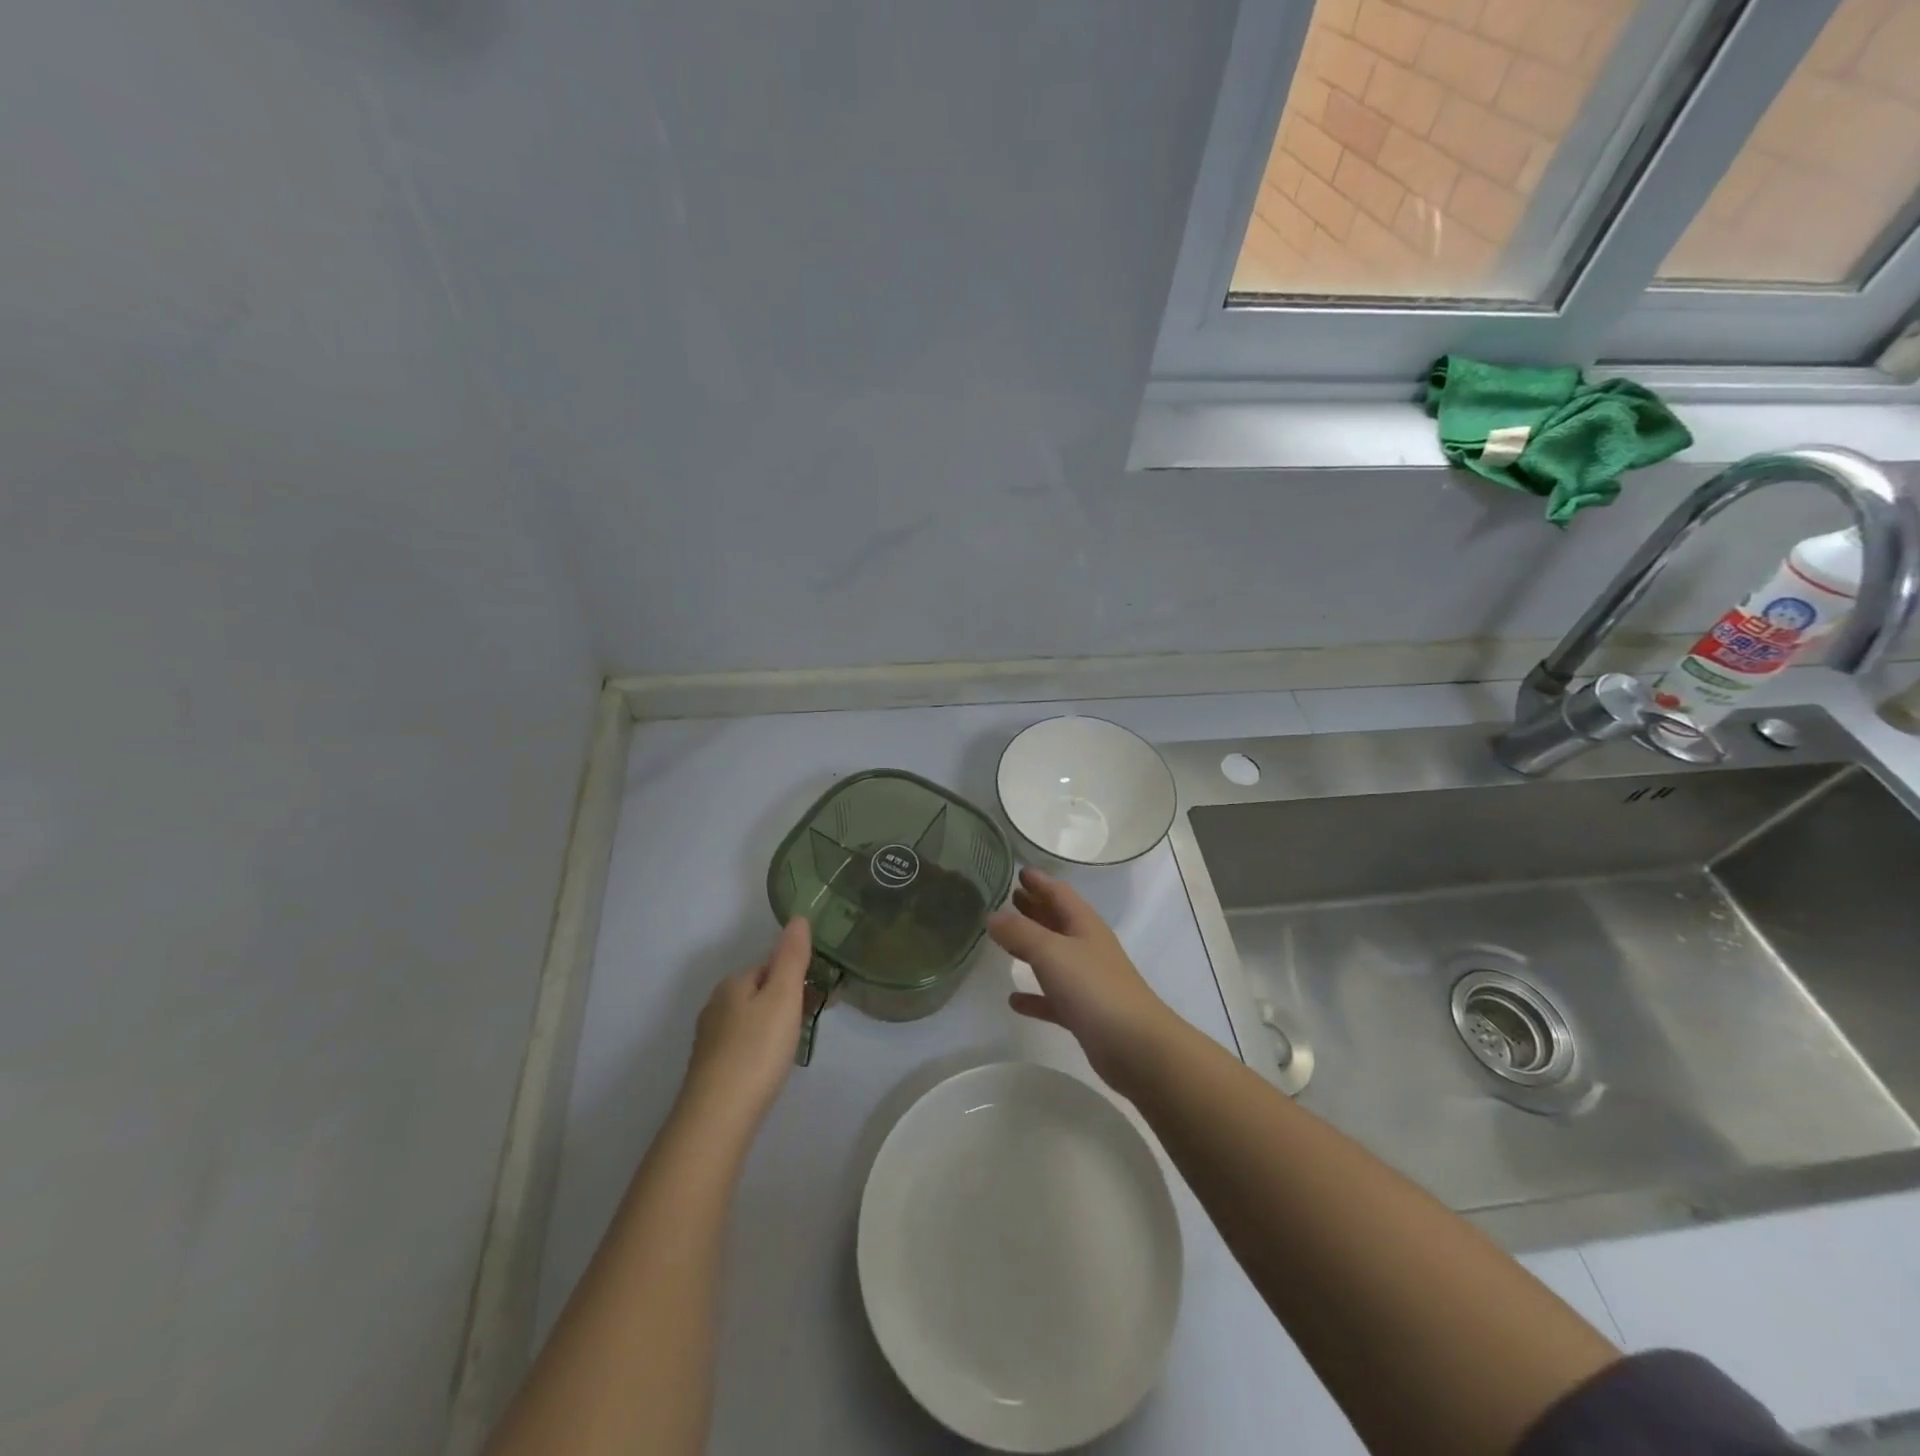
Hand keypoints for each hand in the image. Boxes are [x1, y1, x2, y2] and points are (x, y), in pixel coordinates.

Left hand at [679, 918, 811, 1134]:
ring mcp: (711, 1039)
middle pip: (761, 991)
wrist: (717, 1118)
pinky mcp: (711, 1069)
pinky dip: (763, 1046)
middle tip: (817, 1016)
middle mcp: (717, 1005)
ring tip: (799, 1041)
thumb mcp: (783, 996)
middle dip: (790, 998)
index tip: (824, 992)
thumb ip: (792, 957)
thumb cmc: (756, 1050)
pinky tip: (772, 1064)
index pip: (771, 965)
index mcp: (733, 983)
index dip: (799, 974)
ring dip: (777, 1023)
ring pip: (752, 1019)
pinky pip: (745, 1044)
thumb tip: (798, 917)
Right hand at [987, 868, 1180, 1092]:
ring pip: (1054, 956)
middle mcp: (1087, 947)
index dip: (1039, 881)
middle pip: (1057, 920)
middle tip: (1007, 898)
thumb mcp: (1051, 952)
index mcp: (1084, 925)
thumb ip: (1020, 932)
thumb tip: (992, 915)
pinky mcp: (1084, 1013)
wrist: (1136, 1047)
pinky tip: (1014, 1000)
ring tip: (1003, 939)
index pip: (1059, 892)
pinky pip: (1053, 998)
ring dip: (1031, 946)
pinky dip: (1035, 995)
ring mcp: (1087, 981)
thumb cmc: (1094, 988)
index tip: (1017, 870)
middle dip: (1034, 907)